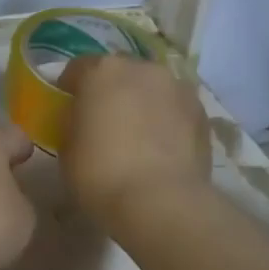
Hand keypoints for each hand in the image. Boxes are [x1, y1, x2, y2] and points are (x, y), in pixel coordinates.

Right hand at [57, 56, 210, 228]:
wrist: (160, 201)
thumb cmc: (100, 173)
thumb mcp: (66, 147)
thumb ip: (72, 121)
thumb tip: (81, 118)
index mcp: (102, 71)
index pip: (77, 68)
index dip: (69, 88)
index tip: (68, 110)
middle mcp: (142, 68)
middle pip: (119, 73)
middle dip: (110, 91)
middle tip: (103, 123)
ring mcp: (177, 87)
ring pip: (151, 88)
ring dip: (142, 102)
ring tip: (137, 136)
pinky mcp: (202, 112)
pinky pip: (174, 108)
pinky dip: (166, 120)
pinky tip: (160, 148)